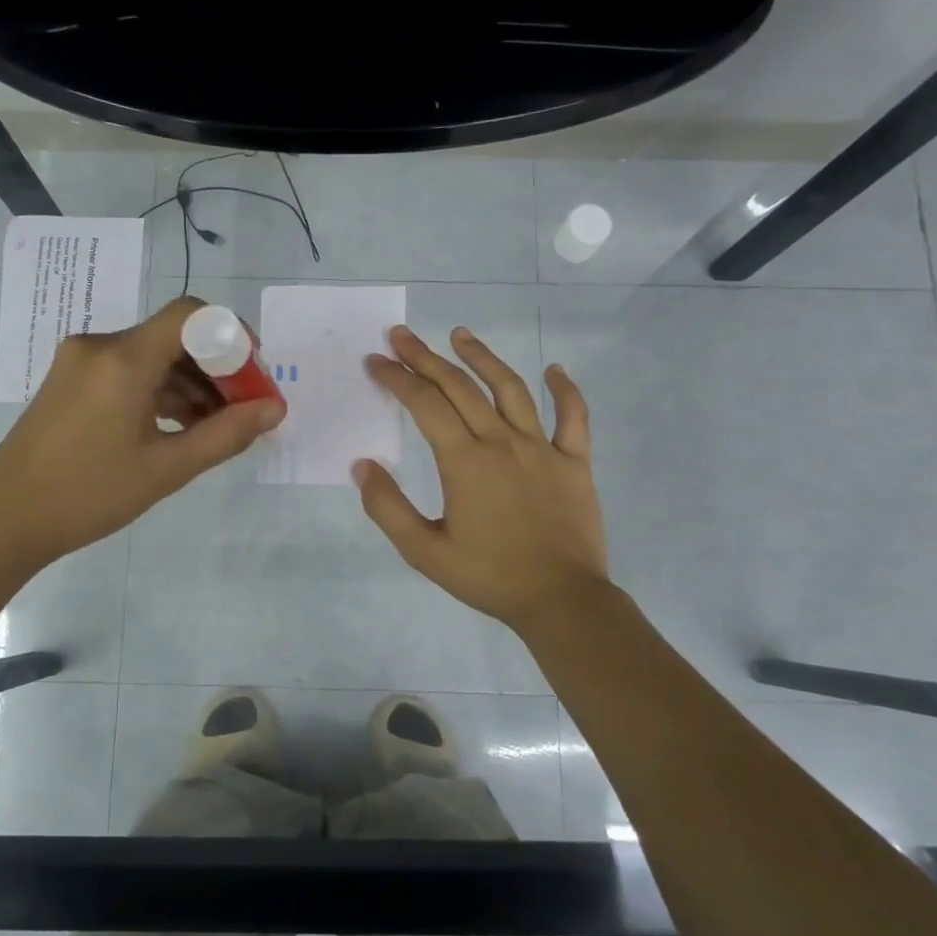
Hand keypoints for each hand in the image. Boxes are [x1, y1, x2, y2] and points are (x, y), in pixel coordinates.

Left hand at [0, 297, 285, 571]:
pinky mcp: (71, 380)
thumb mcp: (166, 469)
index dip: (231, 335)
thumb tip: (275, 409)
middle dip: (216, 367)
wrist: (6, 520)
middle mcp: (100, 346)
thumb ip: (226, 434)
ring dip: (189, 384)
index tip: (254, 373)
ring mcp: (80, 361)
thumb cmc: (89, 496)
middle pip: (174, 336)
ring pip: (152, 356)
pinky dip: (160, 391)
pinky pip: (128, 371)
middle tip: (244, 408)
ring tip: (215, 427)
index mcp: (122, 359)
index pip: (190, 315)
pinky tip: (179, 426)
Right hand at [356, 325, 608, 630]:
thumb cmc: (489, 577)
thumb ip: (388, 508)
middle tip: (402, 335)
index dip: (396, 378)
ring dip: (482, 358)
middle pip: (459, 387)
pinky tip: (555, 370)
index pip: (423, 404)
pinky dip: (566, 390)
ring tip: (460, 335)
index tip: (375, 361)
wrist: (561, 600)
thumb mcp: (424, 551)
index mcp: (464, 461)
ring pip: (510, 389)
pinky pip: (573, 417)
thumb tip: (362, 465)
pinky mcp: (574, 461)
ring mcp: (542, 448)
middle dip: (425, 357)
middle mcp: (501, 442)